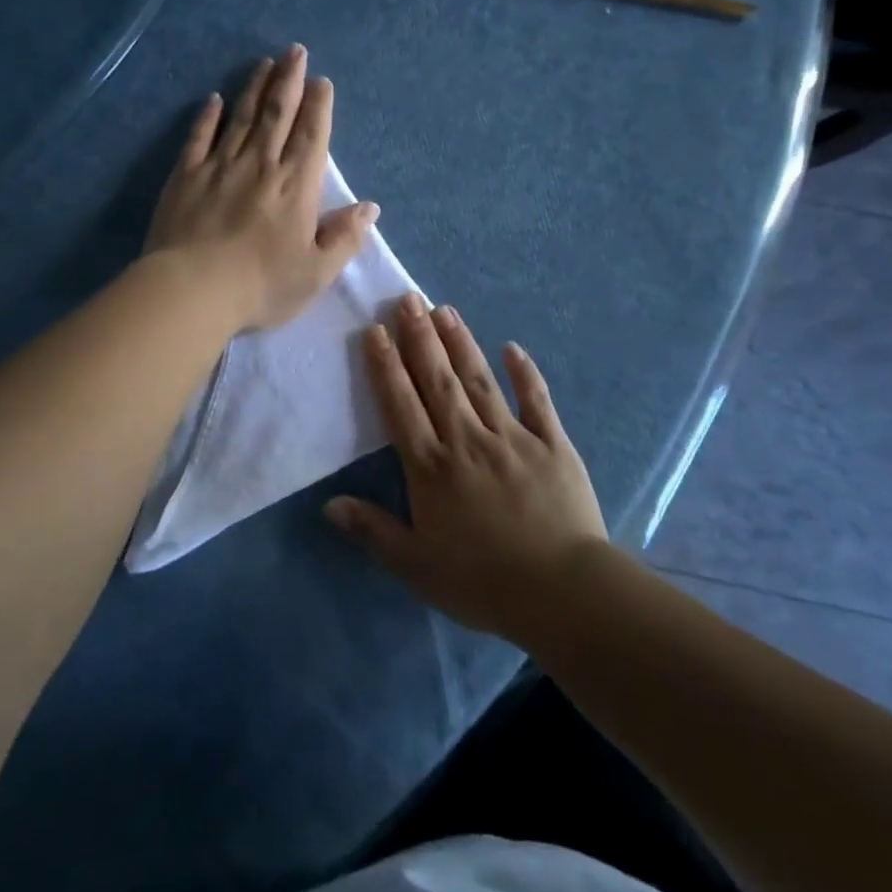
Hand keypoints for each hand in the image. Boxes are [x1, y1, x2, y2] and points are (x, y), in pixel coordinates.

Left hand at [146, 45, 379, 331]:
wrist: (192, 290)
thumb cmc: (260, 285)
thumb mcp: (316, 272)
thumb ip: (344, 238)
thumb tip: (370, 208)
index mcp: (295, 186)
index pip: (311, 136)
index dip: (318, 106)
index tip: (321, 81)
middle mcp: (260, 165)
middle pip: (277, 114)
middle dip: (289, 80)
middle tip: (295, 51)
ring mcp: (220, 166)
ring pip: (241, 117)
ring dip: (254, 87)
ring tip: (264, 63)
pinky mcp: (185, 176)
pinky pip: (199, 137)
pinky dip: (207, 116)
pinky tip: (213, 99)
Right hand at [325, 294, 607, 643]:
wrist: (562, 591)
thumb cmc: (483, 582)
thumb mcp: (417, 566)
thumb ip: (372, 531)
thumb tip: (329, 504)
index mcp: (432, 468)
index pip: (402, 406)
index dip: (387, 367)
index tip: (377, 331)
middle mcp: (467, 440)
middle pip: (438, 381)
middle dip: (421, 338)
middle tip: (408, 299)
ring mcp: (512, 437)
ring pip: (480, 381)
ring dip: (460, 343)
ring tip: (445, 309)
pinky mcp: (552, 444)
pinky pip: (536, 401)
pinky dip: (525, 373)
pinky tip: (512, 347)